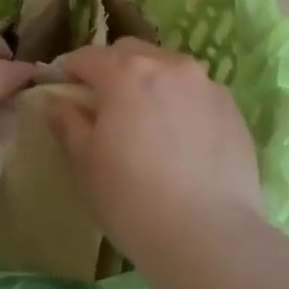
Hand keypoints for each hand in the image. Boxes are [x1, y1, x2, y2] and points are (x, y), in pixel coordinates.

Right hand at [46, 40, 265, 265]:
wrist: (208, 236)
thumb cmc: (132, 199)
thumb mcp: (85, 163)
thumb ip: (68, 123)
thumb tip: (57, 101)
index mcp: (127, 73)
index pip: (88, 56)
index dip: (70, 68)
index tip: (61, 85)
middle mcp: (169, 65)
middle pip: (131, 52)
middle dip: (111, 67)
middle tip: (102, 101)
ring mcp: (206, 84)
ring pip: (169, 68)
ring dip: (150, 81)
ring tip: (145, 117)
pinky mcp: (232, 108)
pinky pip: (197, 92)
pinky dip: (181, 101)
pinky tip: (179, 137)